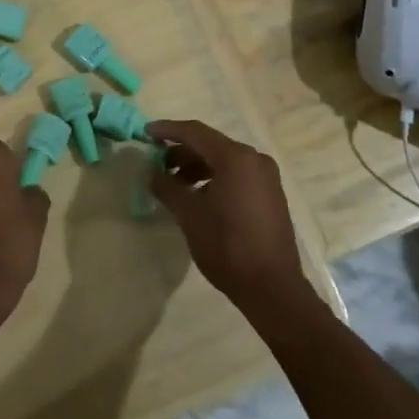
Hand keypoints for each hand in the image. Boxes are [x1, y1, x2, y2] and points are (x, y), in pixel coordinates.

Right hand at [147, 119, 306, 313]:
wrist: (272, 288)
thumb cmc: (227, 246)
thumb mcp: (189, 215)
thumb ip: (167, 187)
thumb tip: (150, 172)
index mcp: (236, 158)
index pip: (195, 132)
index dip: (167, 130)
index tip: (145, 133)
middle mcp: (254, 160)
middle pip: (211, 145)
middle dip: (181, 151)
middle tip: (157, 162)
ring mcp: (266, 177)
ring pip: (224, 160)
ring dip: (197, 166)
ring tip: (174, 183)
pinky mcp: (270, 194)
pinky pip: (237, 174)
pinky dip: (214, 177)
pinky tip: (198, 196)